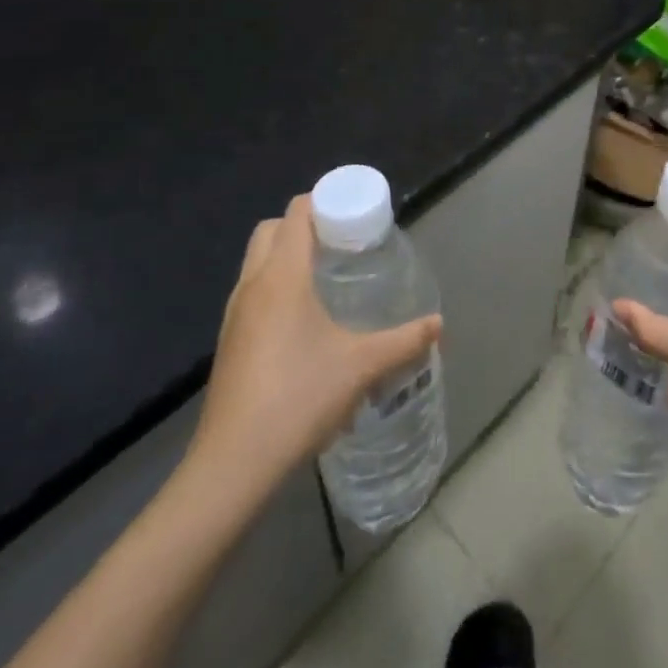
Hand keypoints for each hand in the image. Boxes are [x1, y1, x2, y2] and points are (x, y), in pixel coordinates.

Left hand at [180, 195, 441, 517]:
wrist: (233, 465)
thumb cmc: (299, 399)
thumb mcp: (362, 367)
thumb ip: (404, 341)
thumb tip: (439, 325)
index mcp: (282, 276)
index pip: (296, 212)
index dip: (324, 202)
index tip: (354, 214)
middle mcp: (253, 285)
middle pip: (272, 230)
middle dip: (304, 225)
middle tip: (342, 243)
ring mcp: (234, 315)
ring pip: (257, 262)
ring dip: (287, 256)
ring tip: (327, 278)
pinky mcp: (228, 343)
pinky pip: (252, 292)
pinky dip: (276, 287)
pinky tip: (305, 321)